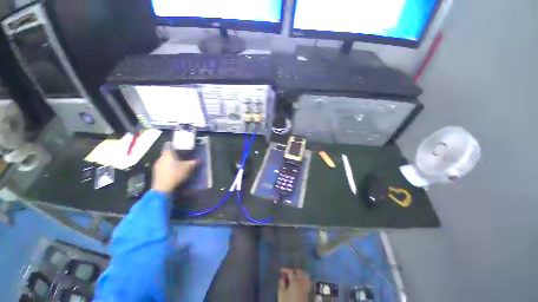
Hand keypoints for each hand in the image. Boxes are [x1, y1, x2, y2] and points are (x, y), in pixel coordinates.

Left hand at [151, 143, 198, 193]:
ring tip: (177, 165)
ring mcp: (157, 165)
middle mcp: (161, 158)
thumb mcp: (188, 168)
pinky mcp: (155, 172)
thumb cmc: (176, 174)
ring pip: (164, 160)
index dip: (173, 144)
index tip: (178, 146)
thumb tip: (200, 159)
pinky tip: (172, 172)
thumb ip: (193, 162)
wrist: (163, 188)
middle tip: (181, 156)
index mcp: (168, 154)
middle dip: (173, 154)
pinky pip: (162, 166)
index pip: (168, 144)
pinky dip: (166, 167)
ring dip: (169, 161)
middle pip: (166, 153)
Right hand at [278, 268, 310, 301]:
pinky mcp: (307, 292)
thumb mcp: (281, 293)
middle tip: (287, 273)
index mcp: (294, 281)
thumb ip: (281, 284)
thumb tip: (282, 278)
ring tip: (294, 275)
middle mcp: (301, 282)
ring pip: (304, 275)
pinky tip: (300, 281)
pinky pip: (307, 281)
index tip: (280, 270)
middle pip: (299, 272)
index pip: (290, 271)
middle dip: (293, 270)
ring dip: (299, 273)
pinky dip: (304, 278)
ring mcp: (305, 287)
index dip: (285, 269)